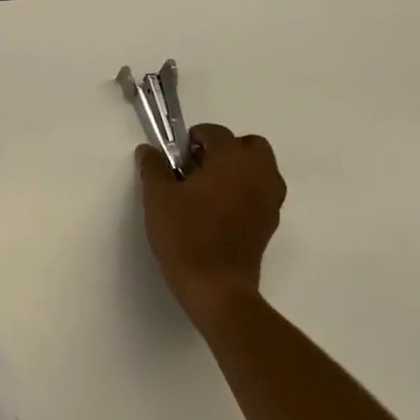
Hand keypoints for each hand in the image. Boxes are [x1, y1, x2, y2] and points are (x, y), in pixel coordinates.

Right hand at [138, 123, 286, 331]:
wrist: (216, 286)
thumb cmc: (186, 234)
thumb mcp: (158, 197)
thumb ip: (153, 167)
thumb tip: (148, 151)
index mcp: (233, 160)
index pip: (216, 133)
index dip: (193, 138)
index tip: (175, 155)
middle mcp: (259, 173)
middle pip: (249, 146)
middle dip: (224, 149)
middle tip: (196, 167)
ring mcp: (270, 199)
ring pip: (259, 169)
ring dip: (237, 169)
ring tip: (206, 189)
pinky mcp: (270, 222)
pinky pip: (260, 192)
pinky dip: (244, 190)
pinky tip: (217, 210)